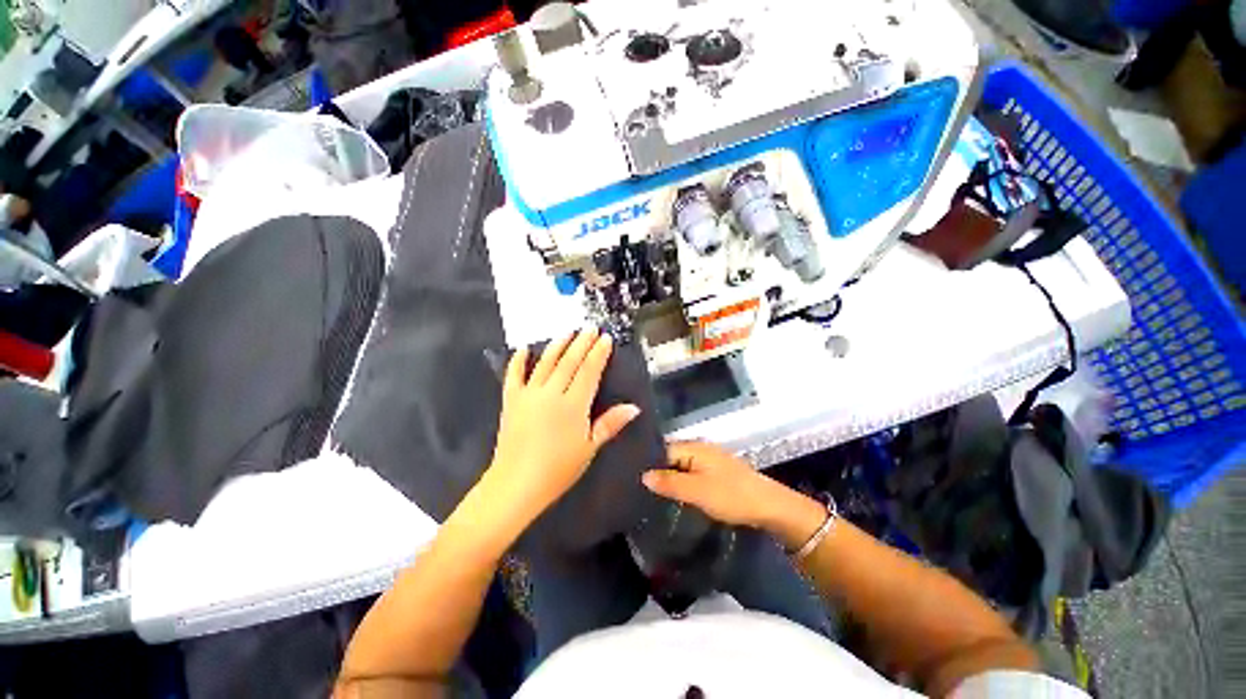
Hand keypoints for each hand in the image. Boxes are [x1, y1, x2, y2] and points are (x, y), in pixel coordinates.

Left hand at [484, 329, 639, 527]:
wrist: (516, 484)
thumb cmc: (558, 470)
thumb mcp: (589, 448)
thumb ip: (610, 424)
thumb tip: (634, 407)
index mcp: (573, 405)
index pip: (588, 372)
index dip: (598, 354)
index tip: (605, 338)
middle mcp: (551, 394)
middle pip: (569, 362)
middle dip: (582, 343)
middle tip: (590, 328)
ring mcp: (529, 395)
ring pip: (545, 363)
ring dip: (557, 346)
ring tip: (568, 332)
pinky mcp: (511, 401)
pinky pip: (514, 376)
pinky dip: (517, 361)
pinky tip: (523, 349)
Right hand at [642, 442, 796, 528]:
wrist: (769, 507)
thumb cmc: (731, 496)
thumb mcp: (697, 491)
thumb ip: (669, 482)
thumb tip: (643, 475)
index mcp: (694, 447)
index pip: (662, 449)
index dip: (647, 463)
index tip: (632, 478)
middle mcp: (700, 448)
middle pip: (671, 456)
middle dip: (657, 471)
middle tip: (638, 488)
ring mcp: (709, 460)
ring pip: (681, 466)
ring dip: (670, 478)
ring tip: (651, 493)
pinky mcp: (715, 472)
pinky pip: (691, 473)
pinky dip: (682, 482)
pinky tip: (675, 495)